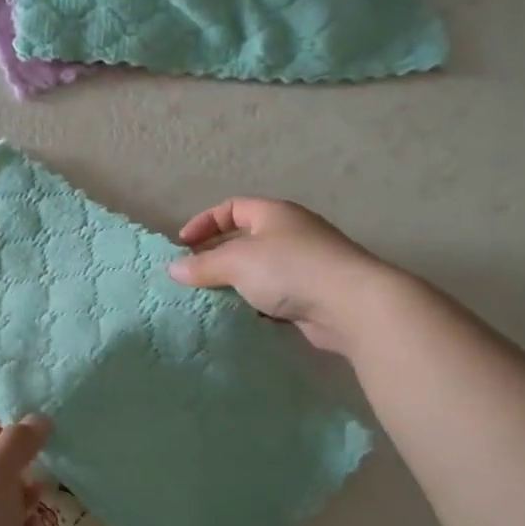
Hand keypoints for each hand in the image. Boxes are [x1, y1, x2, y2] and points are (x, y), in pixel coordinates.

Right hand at [167, 197, 389, 356]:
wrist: (351, 305)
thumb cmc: (289, 270)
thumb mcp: (237, 262)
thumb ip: (203, 265)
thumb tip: (173, 268)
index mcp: (274, 214)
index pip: (232, 208)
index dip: (205, 222)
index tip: (183, 245)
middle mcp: (290, 233)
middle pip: (244, 239)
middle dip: (216, 255)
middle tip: (192, 275)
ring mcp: (304, 265)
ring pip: (259, 270)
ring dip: (235, 283)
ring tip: (210, 299)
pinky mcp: (312, 295)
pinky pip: (274, 295)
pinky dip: (255, 303)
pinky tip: (240, 317)